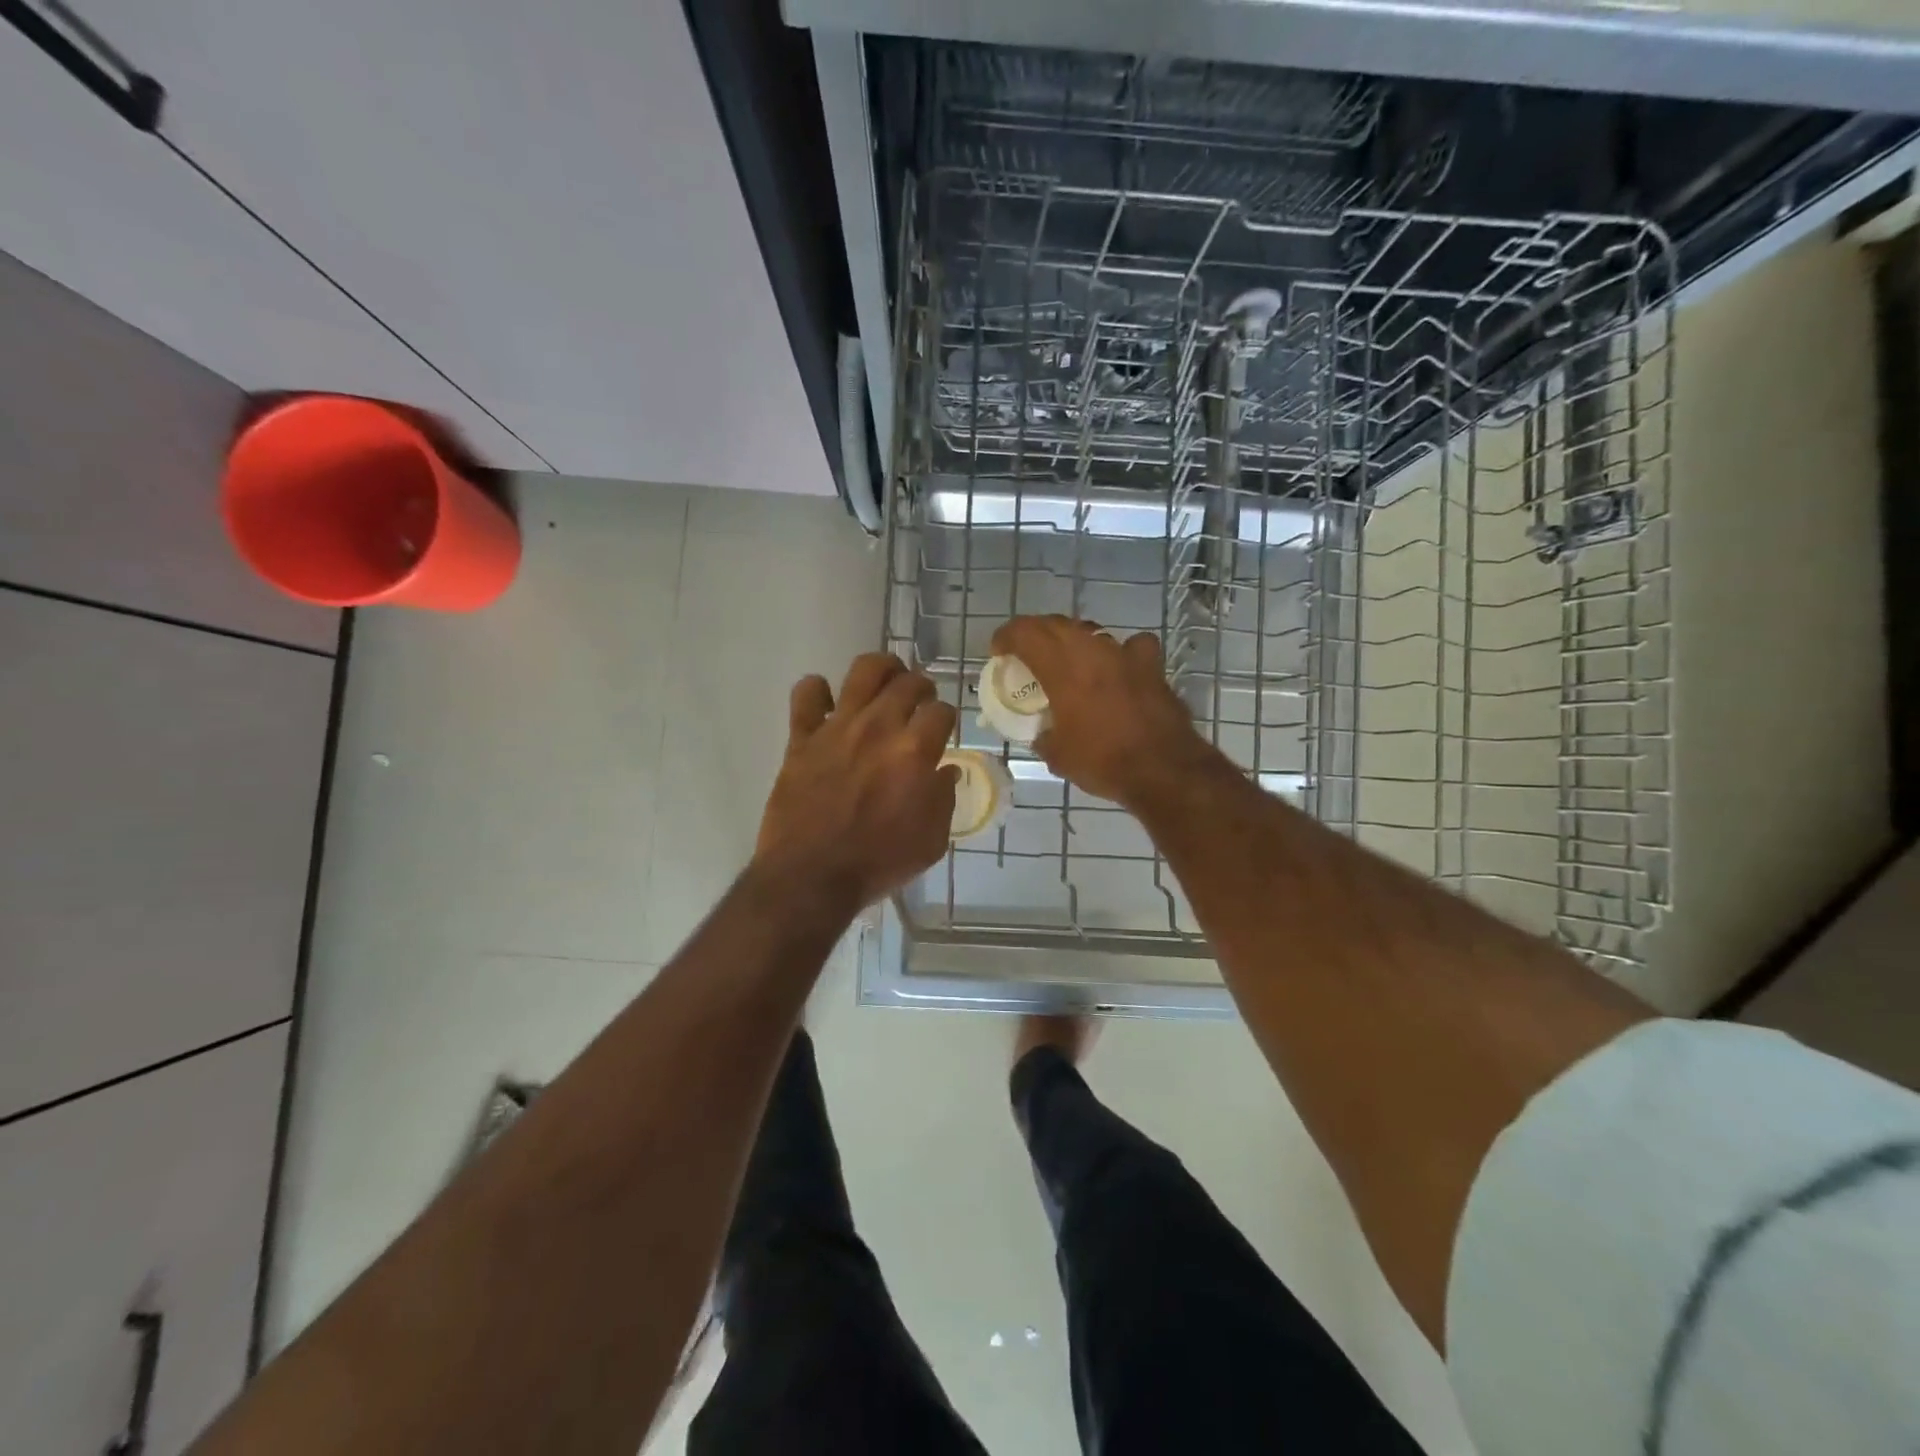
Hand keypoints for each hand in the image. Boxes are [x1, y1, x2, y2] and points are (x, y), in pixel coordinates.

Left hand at [755, 653, 958, 912]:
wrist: (811, 876)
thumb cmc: (877, 863)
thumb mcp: (930, 841)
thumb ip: (943, 799)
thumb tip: (945, 771)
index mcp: (914, 751)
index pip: (942, 711)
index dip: (947, 718)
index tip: (943, 730)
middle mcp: (878, 727)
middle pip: (908, 682)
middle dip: (922, 686)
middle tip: (921, 701)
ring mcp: (837, 727)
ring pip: (864, 671)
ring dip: (882, 669)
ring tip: (886, 679)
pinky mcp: (802, 737)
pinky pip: (807, 694)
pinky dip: (817, 691)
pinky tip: (827, 702)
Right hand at [989, 615, 1207, 807]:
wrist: (1162, 768)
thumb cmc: (1102, 761)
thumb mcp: (1057, 755)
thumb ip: (1043, 736)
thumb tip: (1041, 733)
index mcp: (1061, 668)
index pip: (1026, 633)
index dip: (1007, 636)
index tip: (999, 650)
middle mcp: (1091, 650)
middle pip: (1056, 624)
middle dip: (1036, 633)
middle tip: (1026, 652)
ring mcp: (1124, 654)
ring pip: (1091, 631)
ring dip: (1073, 640)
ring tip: (1067, 660)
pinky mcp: (1151, 666)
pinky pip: (1131, 646)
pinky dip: (1120, 652)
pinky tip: (1118, 667)